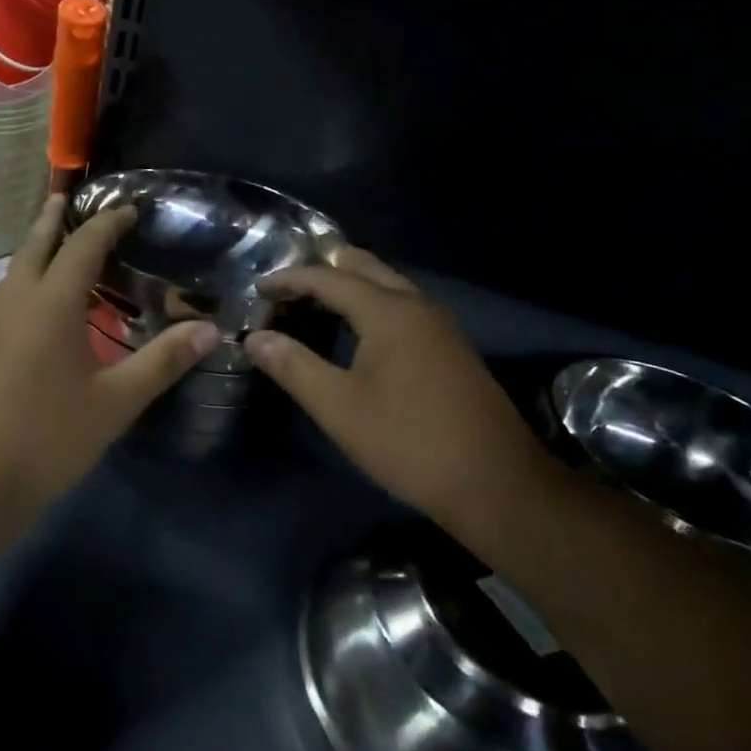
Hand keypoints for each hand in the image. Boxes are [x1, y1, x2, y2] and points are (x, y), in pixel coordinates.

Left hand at [0, 195, 219, 574]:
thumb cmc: (45, 441)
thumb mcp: (114, 403)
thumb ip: (163, 361)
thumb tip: (211, 329)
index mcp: (50, 302)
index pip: (83, 243)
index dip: (108, 222)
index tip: (130, 209)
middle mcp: (11, 299)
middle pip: (34, 244)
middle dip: (55, 218)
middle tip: (70, 199)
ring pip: (12, 272)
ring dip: (35, 253)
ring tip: (57, 252)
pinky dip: (20, 286)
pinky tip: (30, 311)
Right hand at [244, 249, 550, 524]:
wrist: (495, 483)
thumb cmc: (408, 442)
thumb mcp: (339, 407)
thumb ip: (293, 366)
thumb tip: (255, 338)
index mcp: (389, 311)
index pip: (329, 277)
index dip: (290, 279)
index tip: (257, 288)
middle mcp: (417, 305)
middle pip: (363, 267)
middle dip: (322, 269)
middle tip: (285, 285)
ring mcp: (439, 325)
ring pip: (387, 285)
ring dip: (348, 285)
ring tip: (311, 301)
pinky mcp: (450, 346)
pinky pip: (402, 305)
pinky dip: (370, 303)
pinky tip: (355, 329)